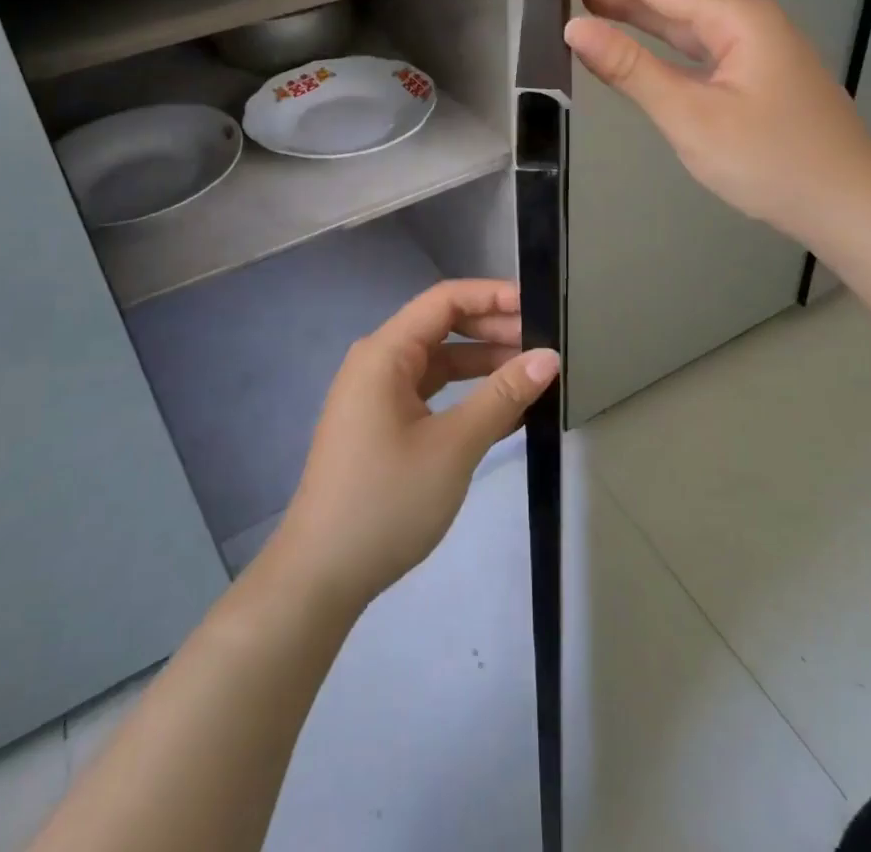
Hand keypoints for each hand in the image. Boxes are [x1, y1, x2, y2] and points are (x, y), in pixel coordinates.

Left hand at [267, 280, 558, 611]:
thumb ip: (502, 396)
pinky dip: (465, 395)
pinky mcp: (382, 424)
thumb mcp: (454, 446)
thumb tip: (548, 357)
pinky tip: (505, 410)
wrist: (322, 574)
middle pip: (442, 327)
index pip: (445, 300)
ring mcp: (377, 394)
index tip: (538, 307)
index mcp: (385, 352)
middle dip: (493, 330)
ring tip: (533, 374)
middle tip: (543, 344)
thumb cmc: (387, 500)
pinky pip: (430, 393)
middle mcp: (378, 362)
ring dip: (483, 364)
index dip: (492, 295)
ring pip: (439, 361)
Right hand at [547, 0, 870, 242]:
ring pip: (684, 0)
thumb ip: (633, 70)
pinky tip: (629, 21)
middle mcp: (747, 14)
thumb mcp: (693, 119)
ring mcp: (752, 38)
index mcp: (738, 17)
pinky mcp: (750, 63)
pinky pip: (693, 29)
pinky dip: (655, 21)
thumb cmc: (771, 163)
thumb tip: (576, 30)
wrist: (847, 203)